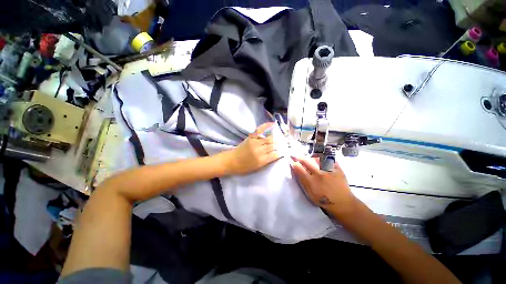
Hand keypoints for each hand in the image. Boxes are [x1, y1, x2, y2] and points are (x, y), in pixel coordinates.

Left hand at [223, 122, 280, 174]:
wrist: (231, 161)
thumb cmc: (244, 167)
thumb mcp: (257, 168)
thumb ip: (267, 161)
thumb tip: (277, 154)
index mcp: (262, 160)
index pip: (276, 154)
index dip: (282, 152)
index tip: (286, 151)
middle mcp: (260, 151)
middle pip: (274, 146)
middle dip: (280, 145)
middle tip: (285, 144)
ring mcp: (255, 142)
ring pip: (269, 138)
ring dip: (276, 138)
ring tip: (281, 138)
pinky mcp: (251, 137)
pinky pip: (259, 130)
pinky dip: (266, 126)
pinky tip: (273, 123)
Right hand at [290, 156, 357, 217]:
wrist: (343, 203)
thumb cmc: (324, 200)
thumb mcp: (310, 193)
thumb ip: (303, 182)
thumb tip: (296, 172)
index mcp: (312, 181)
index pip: (299, 169)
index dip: (294, 163)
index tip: (291, 160)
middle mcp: (319, 174)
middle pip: (306, 162)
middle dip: (299, 157)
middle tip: (295, 155)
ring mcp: (329, 170)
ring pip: (317, 158)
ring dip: (311, 157)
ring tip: (309, 157)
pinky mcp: (338, 169)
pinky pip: (330, 160)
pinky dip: (325, 158)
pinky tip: (322, 159)